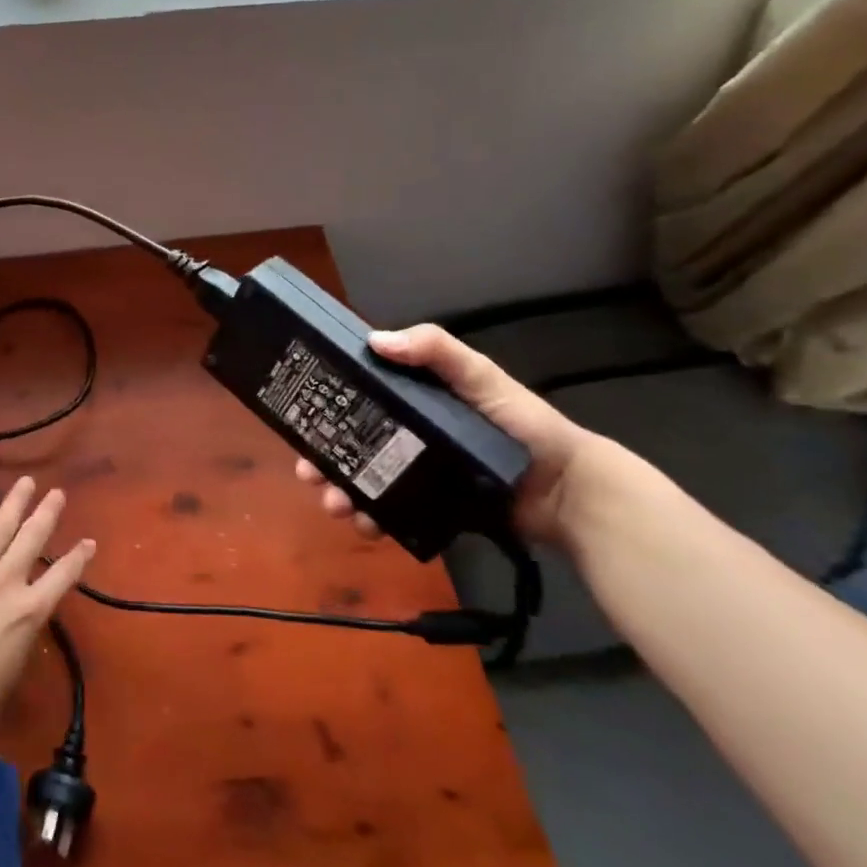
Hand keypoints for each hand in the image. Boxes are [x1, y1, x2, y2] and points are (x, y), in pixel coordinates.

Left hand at [0, 478, 93, 747]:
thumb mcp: (14, 670)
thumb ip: (23, 634)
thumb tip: (24, 617)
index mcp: (29, 611)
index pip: (63, 575)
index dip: (79, 557)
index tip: (89, 541)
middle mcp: (6, 581)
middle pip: (33, 538)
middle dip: (48, 513)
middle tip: (57, 493)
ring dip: (15, 502)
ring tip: (27, 483)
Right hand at [295, 324, 607, 549]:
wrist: (568, 491)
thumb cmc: (523, 425)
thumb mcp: (481, 376)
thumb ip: (436, 350)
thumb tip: (373, 341)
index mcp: (411, 402)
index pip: (356, 399)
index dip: (324, 407)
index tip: (299, 417)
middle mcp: (405, 436)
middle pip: (348, 445)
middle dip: (321, 460)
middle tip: (308, 474)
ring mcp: (414, 475)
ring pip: (361, 482)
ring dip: (340, 493)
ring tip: (335, 506)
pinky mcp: (426, 509)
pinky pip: (388, 514)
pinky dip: (370, 520)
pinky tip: (365, 526)